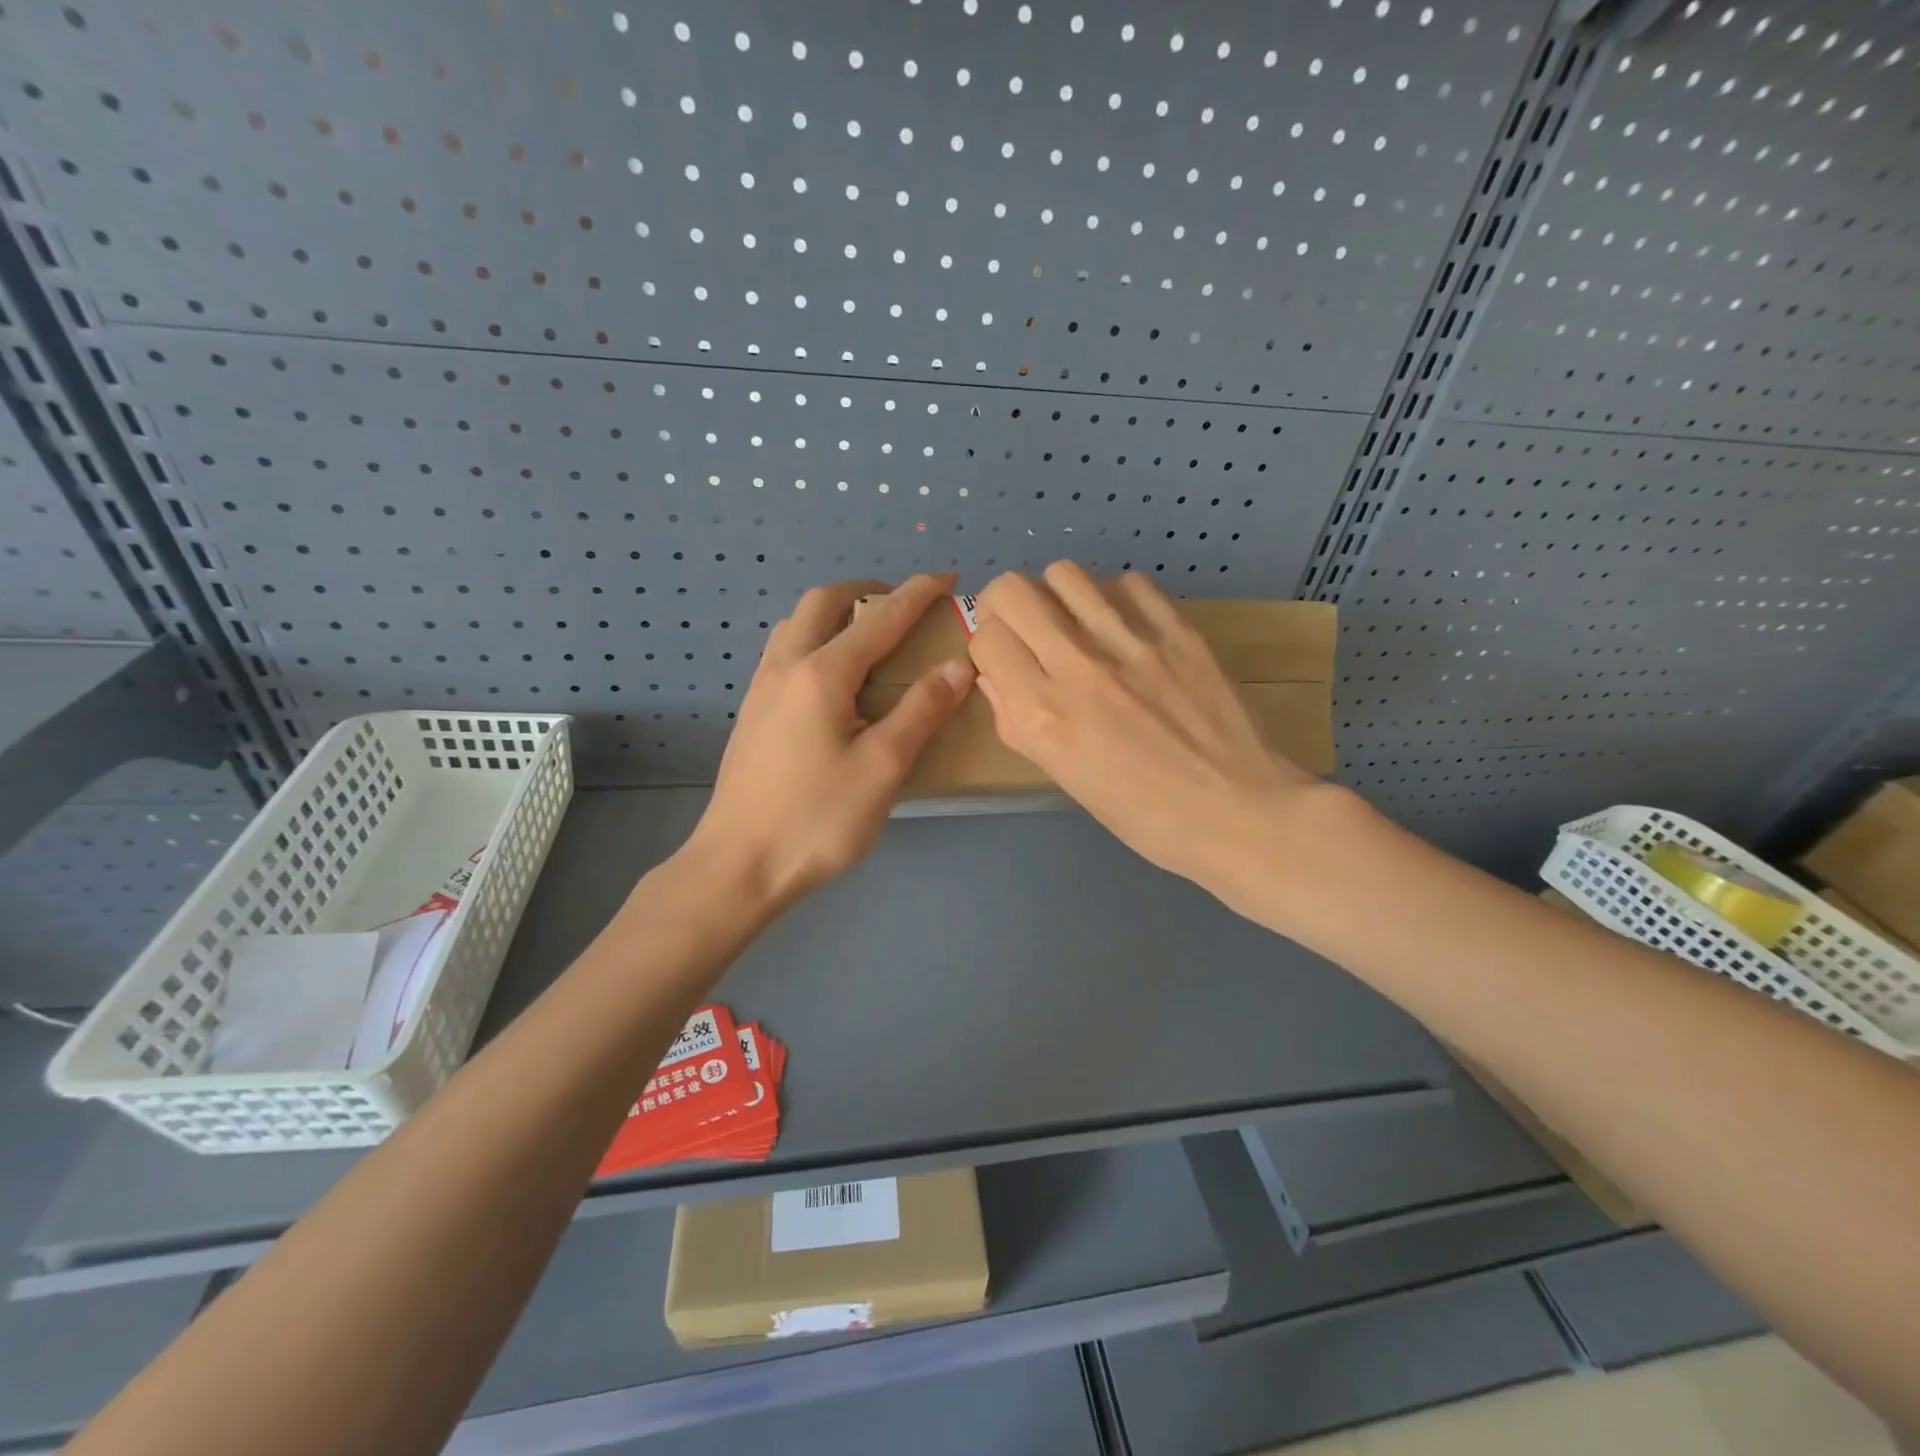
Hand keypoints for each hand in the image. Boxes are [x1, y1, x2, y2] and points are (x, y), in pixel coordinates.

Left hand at [685, 573, 974, 910]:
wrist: (737, 866)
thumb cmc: (816, 819)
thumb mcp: (883, 767)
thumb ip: (922, 710)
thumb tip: (958, 666)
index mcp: (821, 674)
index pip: (879, 619)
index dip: (917, 595)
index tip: (947, 578)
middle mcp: (785, 667)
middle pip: (822, 603)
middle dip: (866, 592)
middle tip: (902, 607)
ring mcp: (761, 690)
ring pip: (795, 626)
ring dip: (835, 615)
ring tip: (869, 638)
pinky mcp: (752, 714)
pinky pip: (785, 654)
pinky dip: (816, 641)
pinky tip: (833, 681)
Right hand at [968, 562, 1324, 902]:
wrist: (1238, 813)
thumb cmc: (1143, 815)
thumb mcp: (1064, 777)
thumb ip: (1018, 722)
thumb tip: (994, 675)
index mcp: (1043, 714)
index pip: (986, 637)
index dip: (989, 646)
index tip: (1006, 661)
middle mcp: (1077, 668)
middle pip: (1011, 591)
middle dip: (1005, 607)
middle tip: (1026, 631)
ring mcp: (1130, 643)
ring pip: (1064, 574)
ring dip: (1057, 597)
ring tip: (1076, 625)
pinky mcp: (1177, 631)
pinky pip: (1127, 583)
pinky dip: (1114, 598)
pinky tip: (1126, 628)